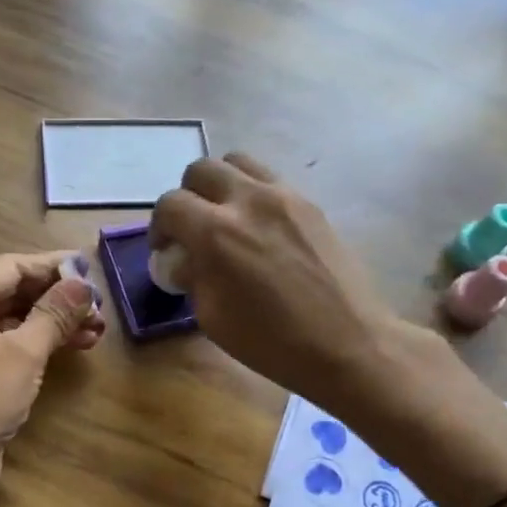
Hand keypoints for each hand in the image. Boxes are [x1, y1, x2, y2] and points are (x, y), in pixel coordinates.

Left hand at [0, 251, 103, 492]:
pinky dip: (42, 342)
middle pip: (14, 291)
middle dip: (58, 297)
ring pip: (17, 319)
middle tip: (100, 307)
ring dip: (56, 321)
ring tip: (97, 330)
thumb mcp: (23, 352)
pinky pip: (13, 343)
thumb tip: (83, 284)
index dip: (53, 266)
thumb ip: (55, 313)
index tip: (92, 269)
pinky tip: (76, 346)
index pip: (11, 266)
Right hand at [150, 154, 400, 408]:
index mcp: (216, 233)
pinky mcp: (310, 204)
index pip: (170, 205)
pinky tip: (259, 228)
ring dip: (221, 184)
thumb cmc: (272, 342)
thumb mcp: (212, 318)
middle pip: (201, 170)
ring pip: (238, 162)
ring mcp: (284, 196)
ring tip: (225, 217)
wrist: (348, 343)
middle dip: (187, 196)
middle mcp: (248, 201)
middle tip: (191, 228)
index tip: (165, 249)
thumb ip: (192, 276)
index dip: (159, 226)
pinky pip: (270, 181)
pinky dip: (253, 193)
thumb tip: (185, 258)